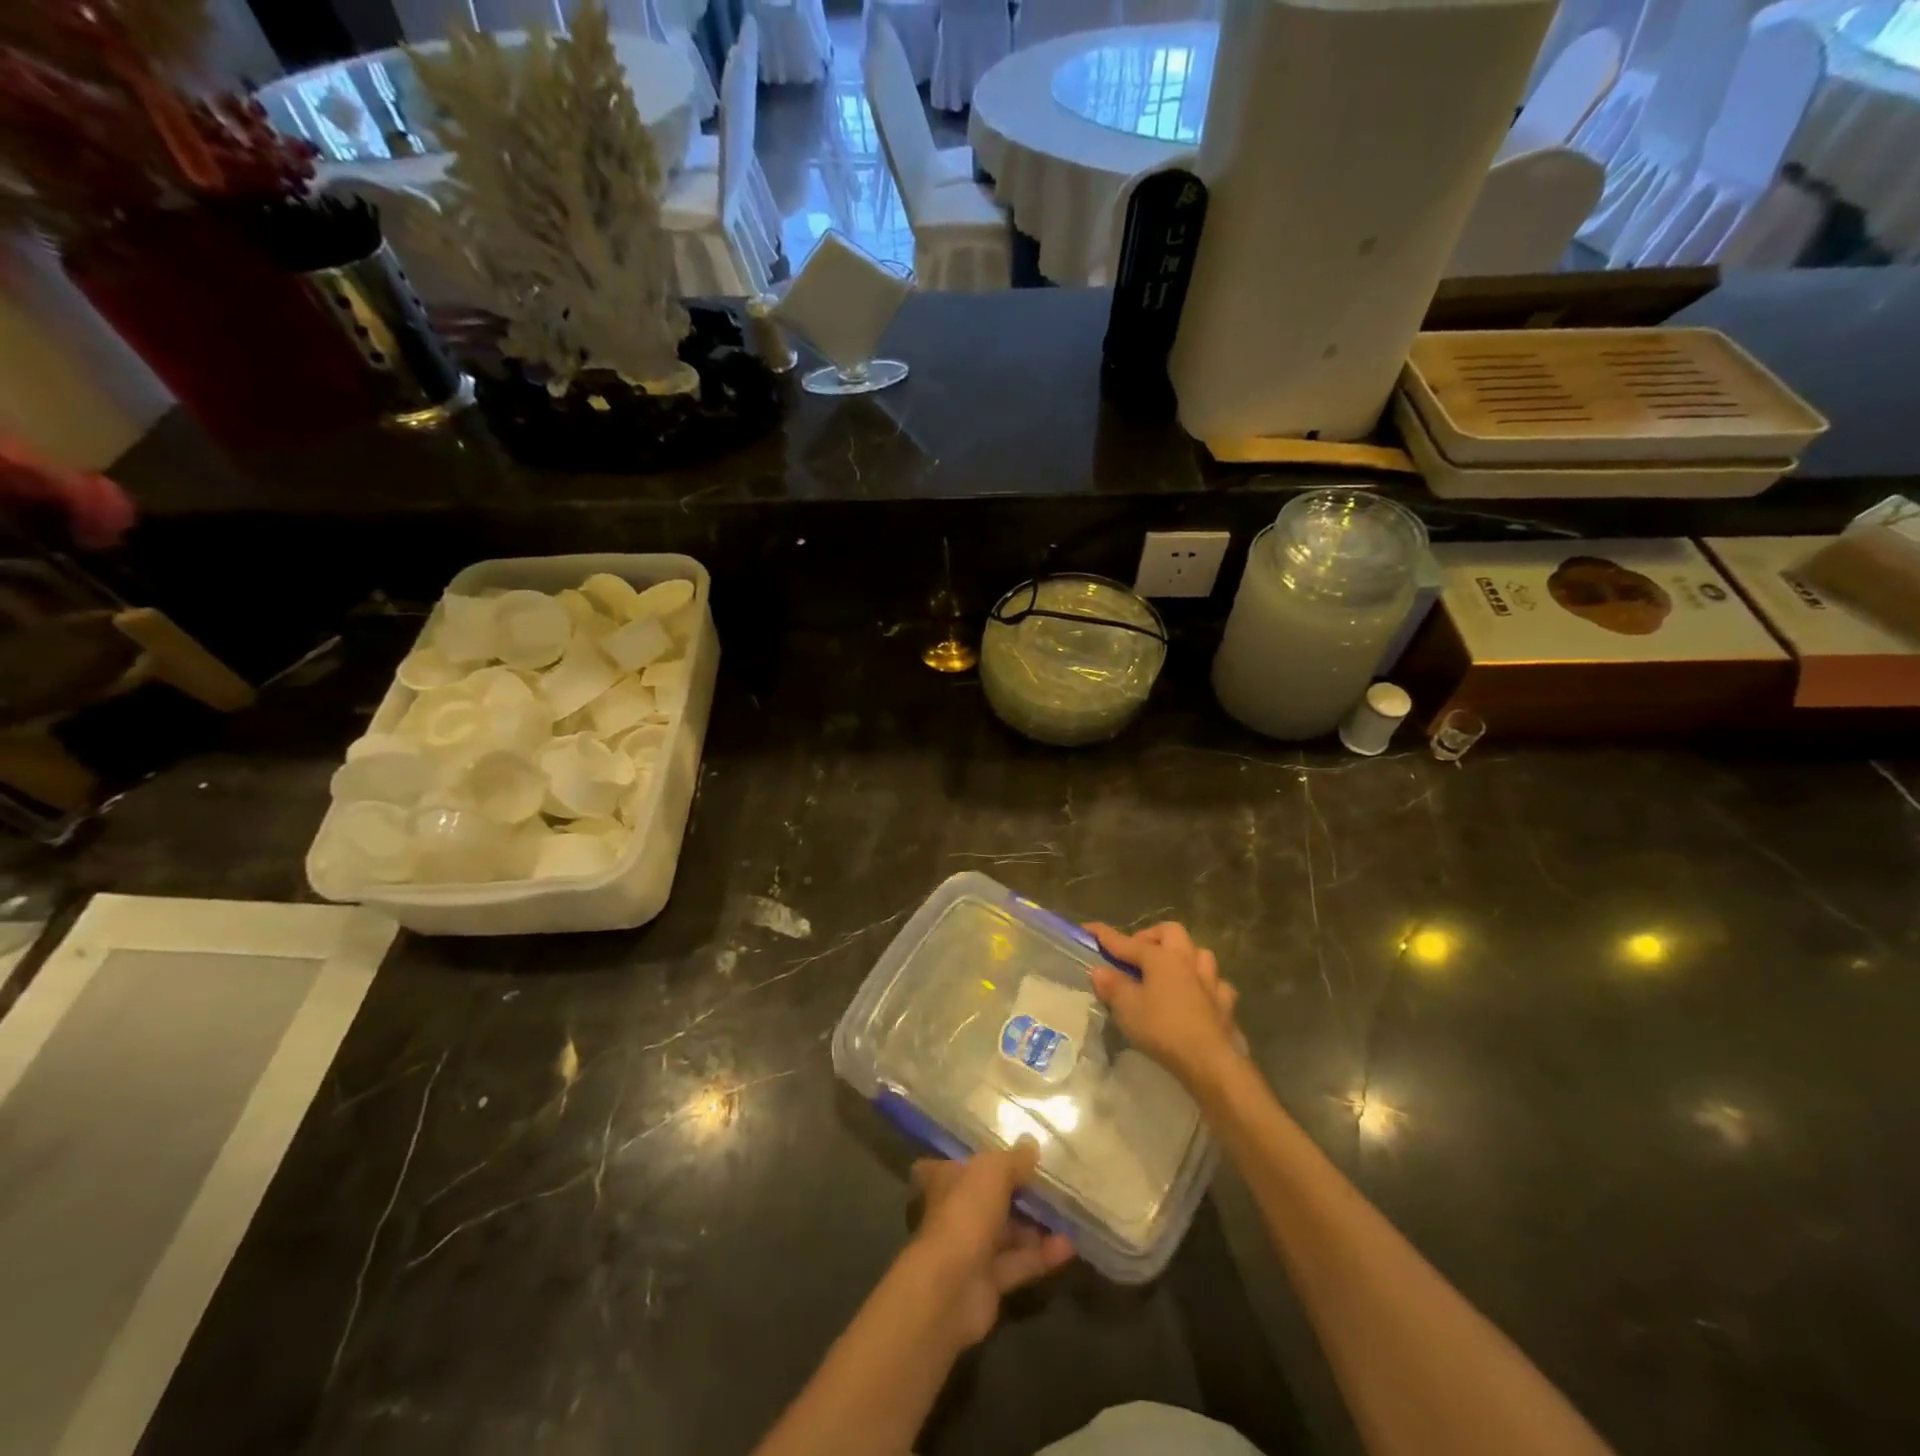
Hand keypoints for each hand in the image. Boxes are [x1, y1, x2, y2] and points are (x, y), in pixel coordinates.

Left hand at [907, 1142, 1073, 1347]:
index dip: (979, 1160)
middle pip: (989, 1199)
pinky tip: (1069, 1247)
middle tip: (1052, 1187)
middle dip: (1018, 1194)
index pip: (958, 1164)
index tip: (1007, 1157)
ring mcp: (970, 1248)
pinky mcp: (988, 1282)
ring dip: (1036, 1226)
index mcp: (946, 1180)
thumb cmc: (966, 1212)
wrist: (950, 1287)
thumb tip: (1032, 1144)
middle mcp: (955, 1212)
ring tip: (1068, 1216)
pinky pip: (1018, 1263)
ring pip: (1007, 1233)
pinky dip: (1041, 1256)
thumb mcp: (994, 1171)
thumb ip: (1014, 1159)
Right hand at [1085, 921, 1242, 1092]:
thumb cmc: (1162, 1028)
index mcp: (1160, 957)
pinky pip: (1216, 984)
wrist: (1209, 1060)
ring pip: (1199, 953)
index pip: (1126, 941)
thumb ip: (1112, 986)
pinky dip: (1205, 985)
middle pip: (1171, 932)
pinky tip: (1199, 995)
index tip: (1088, 928)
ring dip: (1184, 956)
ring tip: (1170, 970)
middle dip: (1152, 936)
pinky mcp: (1225, 1004)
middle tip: (1137, 953)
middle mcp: (1187, 960)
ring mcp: (1210, 981)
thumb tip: (1099, 970)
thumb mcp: (1127, 1008)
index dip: (1105, 935)